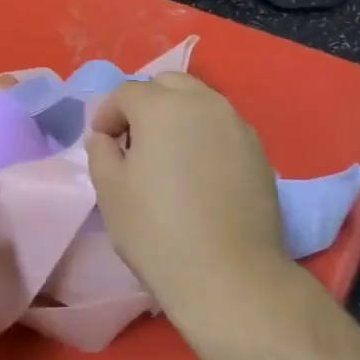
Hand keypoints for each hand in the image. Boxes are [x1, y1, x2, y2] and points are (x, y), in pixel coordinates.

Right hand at [83, 74, 290, 322]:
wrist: (228, 274)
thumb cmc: (156, 230)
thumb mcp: (109, 189)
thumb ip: (100, 151)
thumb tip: (105, 137)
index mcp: (162, 107)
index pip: (126, 93)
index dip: (107, 115)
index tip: (101, 144)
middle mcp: (204, 103)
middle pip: (168, 84)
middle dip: (145, 104)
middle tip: (133, 142)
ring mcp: (238, 125)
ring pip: (199, 102)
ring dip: (176, 117)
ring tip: (166, 157)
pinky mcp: (259, 151)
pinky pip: (222, 127)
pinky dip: (203, 136)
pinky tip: (197, 173)